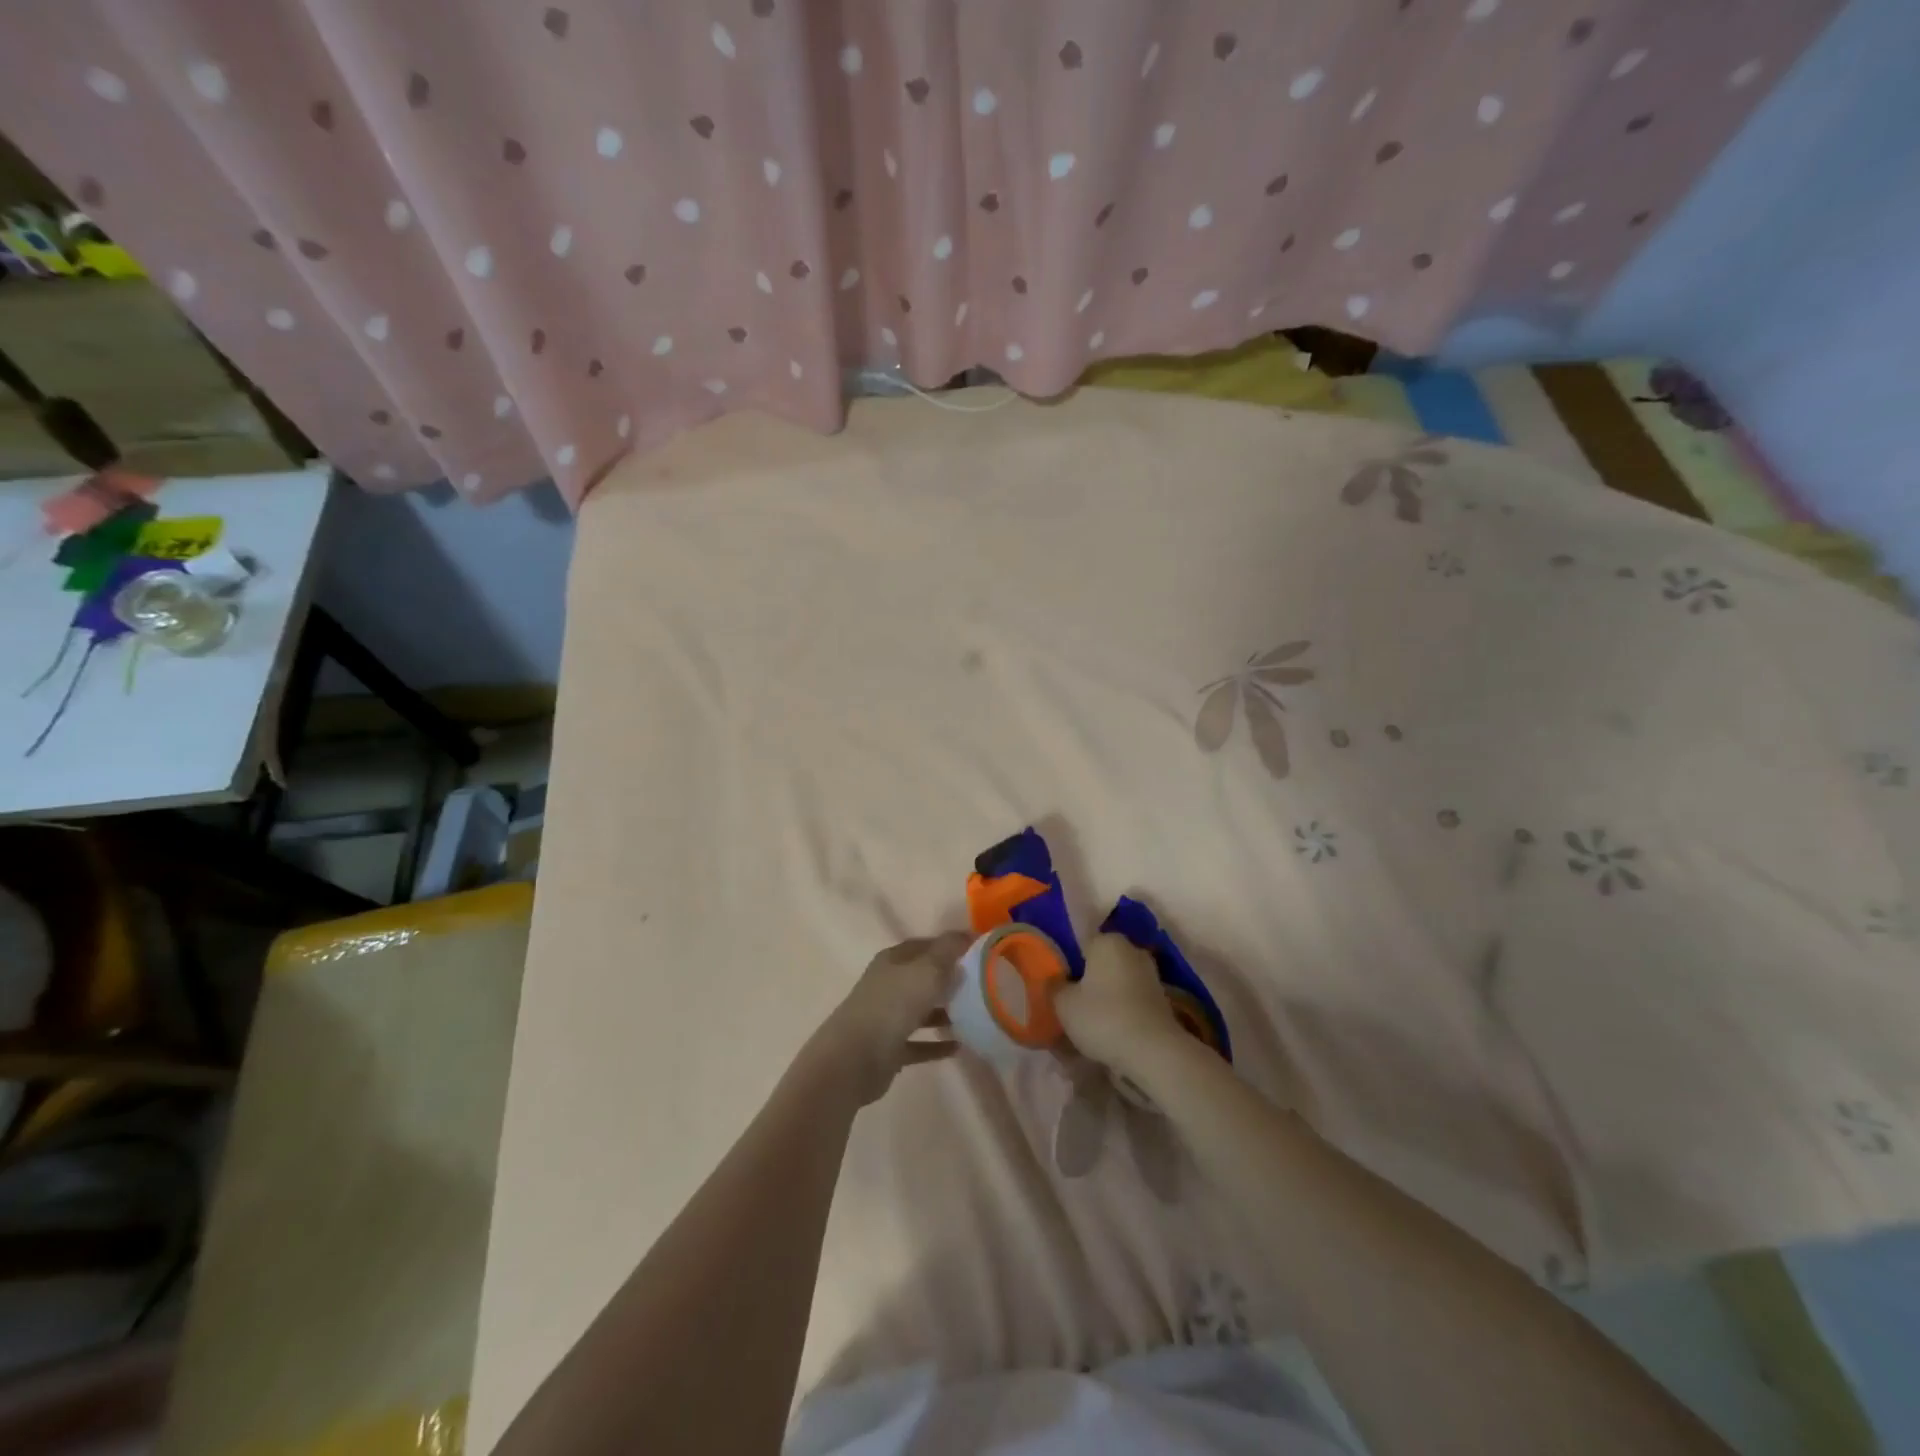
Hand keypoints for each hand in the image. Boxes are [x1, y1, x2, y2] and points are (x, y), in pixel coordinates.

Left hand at [806, 933, 968, 1104]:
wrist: (853, 1059)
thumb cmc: (891, 1006)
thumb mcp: (926, 970)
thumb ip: (948, 951)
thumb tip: (966, 935)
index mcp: (893, 961)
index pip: (925, 945)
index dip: (950, 946)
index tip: (979, 952)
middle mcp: (888, 985)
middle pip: (923, 977)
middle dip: (950, 980)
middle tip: (982, 985)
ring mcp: (886, 1017)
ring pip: (921, 1010)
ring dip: (945, 1013)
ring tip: (975, 1016)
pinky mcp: (889, 1049)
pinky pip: (919, 1043)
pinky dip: (936, 1044)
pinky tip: (958, 1047)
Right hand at [1054, 934, 1184, 1077]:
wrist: (1154, 1053)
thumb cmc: (1103, 1018)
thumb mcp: (1064, 1004)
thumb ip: (1055, 987)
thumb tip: (1055, 980)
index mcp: (1108, 941)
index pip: (1081, 943)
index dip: (1067, 962)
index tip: (1057, 982)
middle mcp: (1132, 950)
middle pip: (1101, 962)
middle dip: (1087, 979)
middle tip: (1070, 1002)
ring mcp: (1150, 974)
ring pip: (1117, 981)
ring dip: (1105, 996)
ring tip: (1087, 1022)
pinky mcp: (1161, 999)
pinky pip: (1131, 999)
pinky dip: (1121, 1010)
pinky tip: (1109, 1030)